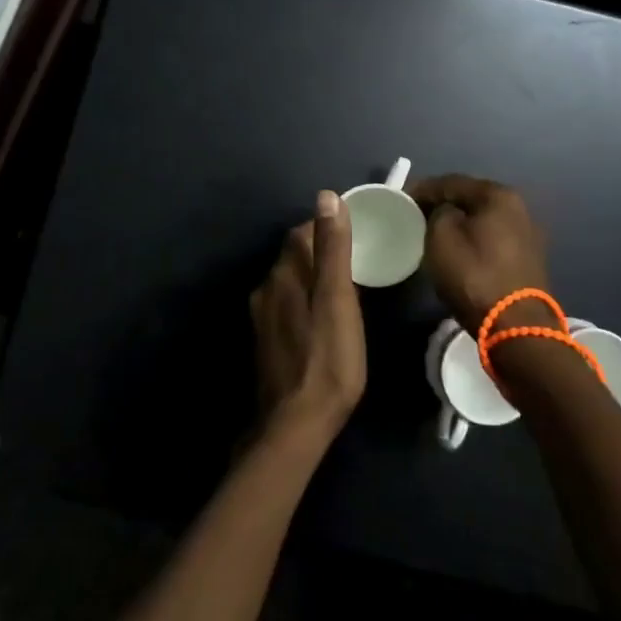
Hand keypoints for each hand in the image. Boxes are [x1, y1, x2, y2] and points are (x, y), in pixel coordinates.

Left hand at [249, 192, 366, 445]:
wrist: (295, 425)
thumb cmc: (327, 360)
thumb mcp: (338, 300)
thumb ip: (333, 249)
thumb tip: (326, 196)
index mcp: (283, 275)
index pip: (301, 233)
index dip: (327, 227)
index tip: (356, 232)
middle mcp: (265, 290)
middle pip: (294, 257)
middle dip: (321, 252)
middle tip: (358, 260)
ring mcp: (262, 318)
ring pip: (290, 283)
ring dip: (313, 278)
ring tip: (345, 288)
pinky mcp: (267, 342)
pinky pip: (288, 307)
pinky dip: (306, 301)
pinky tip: (324, 319)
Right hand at [408, 175, 551, 329]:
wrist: (516, 326)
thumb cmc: (474, 275)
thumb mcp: (441, 237)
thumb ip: (438, 212)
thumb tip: (445, 211)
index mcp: (498, 195)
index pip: (451, 182)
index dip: (423, 188)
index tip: (402, 198)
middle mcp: (519, 207)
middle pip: (470, 198)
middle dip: (443, 203)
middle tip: (416, 212)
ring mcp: (527, 233)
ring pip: (482, 219)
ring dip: (459, 221)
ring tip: (434, 230)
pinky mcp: (528, 258)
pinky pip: (492, 237)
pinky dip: (473, 238)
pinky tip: (459, 247)